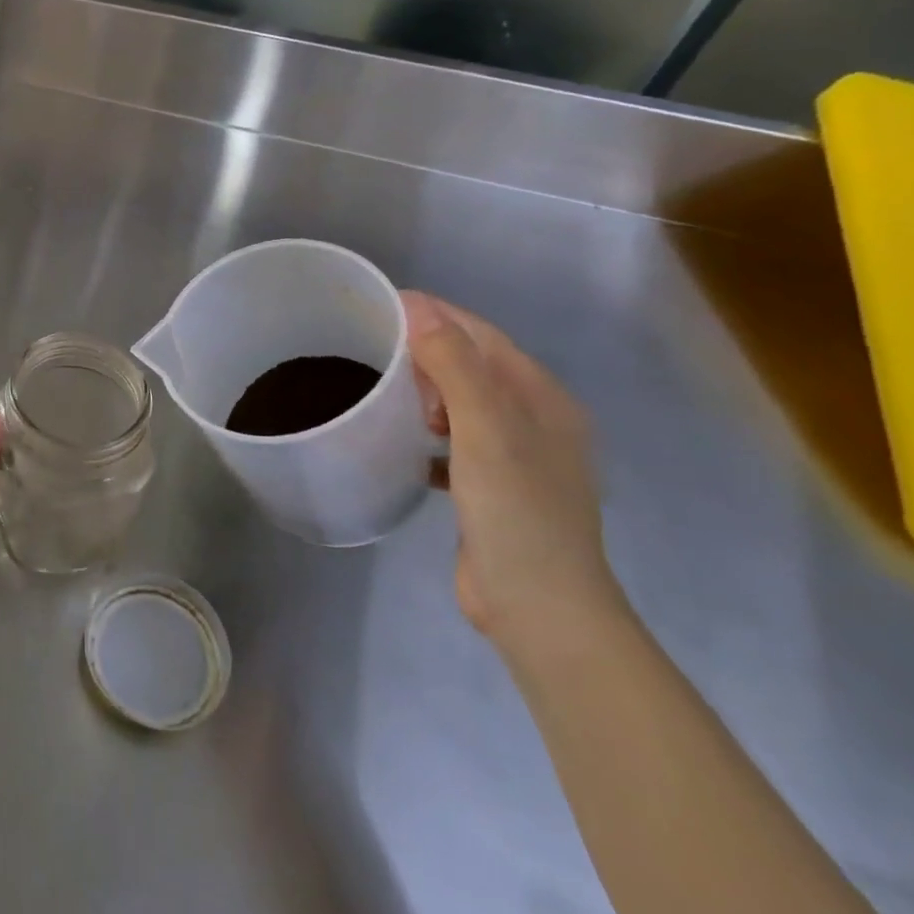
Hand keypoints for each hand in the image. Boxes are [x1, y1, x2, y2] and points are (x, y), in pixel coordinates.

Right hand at [403, 292, 621, 651]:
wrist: (538, 608)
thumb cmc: (515, 511)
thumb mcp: (485, 429)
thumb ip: (454, 365)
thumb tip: (417, 306)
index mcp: (542, 399)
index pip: (482, 335)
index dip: (434, 314)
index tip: (379, 305)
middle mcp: (535, 421)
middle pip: (473, 366)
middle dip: (426, 350)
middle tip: (372, 346)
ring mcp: (516, 457)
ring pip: (462, 404)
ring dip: (426, 391)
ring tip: (381, 388)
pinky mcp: (493, 488)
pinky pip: (454, 442)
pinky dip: (427, 433)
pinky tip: (399, 440)